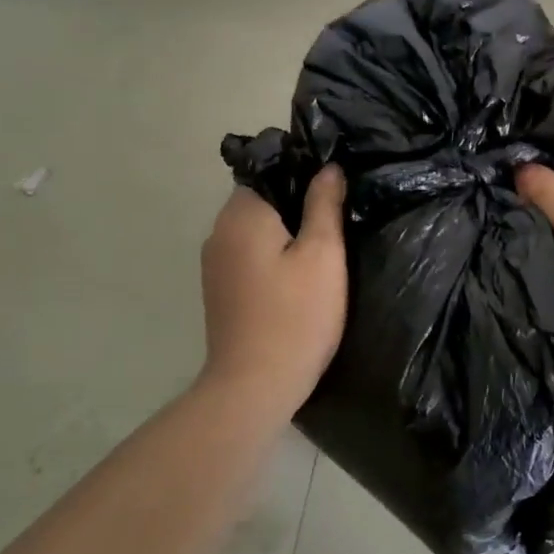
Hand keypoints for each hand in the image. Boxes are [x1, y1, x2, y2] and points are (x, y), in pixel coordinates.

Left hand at [199, 166, 347, 412]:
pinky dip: (272, 254)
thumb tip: (328, 168)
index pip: (269, 169)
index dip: (303, 172)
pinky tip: (298, 275)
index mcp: (242, 215)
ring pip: (255, 229)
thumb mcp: (323, 254)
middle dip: (296, 203)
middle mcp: (219, 231)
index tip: (335, 187)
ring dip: (285, 231)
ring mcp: (215, 263)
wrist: (255, 386)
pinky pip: (249, 254)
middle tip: (338, 218)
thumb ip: (324, 204)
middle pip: (261, 199)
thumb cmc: (296, 315)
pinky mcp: (220, 290)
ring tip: (323, 246)